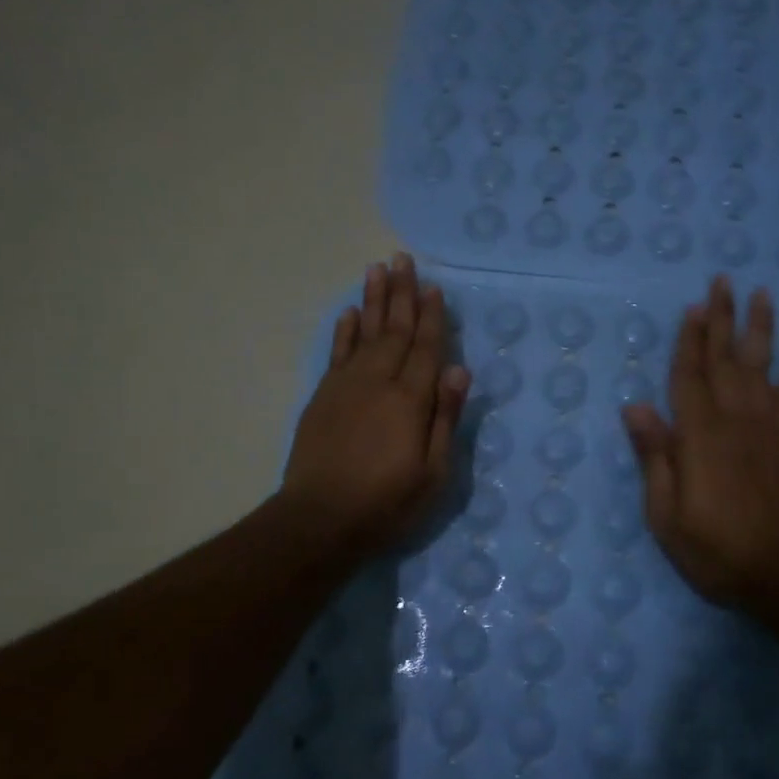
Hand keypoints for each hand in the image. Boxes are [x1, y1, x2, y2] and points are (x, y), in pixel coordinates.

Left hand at [281, 253, 469, 556]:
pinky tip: (350, 313)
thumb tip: (459, 370)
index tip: (435, 287)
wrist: (319, 519)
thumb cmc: (386, 503)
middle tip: (404, 259)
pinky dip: (345, 331)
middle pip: (394, 330)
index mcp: (410, 400)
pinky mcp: (323, 397)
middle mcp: (378, 382)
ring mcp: (346, 386)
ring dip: (373, 301)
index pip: (426, 348)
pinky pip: (337, 353)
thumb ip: (445, 418)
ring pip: (365, 333)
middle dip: (402, 294)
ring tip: (377, 269)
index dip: (432, 317)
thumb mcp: (433, 473)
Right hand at [622, 277, 778, 623]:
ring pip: (762, 367)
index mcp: (698, 436)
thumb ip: (654, 457)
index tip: (692, 307)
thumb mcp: (666, 515)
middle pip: (725, 361)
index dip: (688, 341)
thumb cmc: (717, 549)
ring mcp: (769, 428)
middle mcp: (734, 420)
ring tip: (761, 295)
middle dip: (722, 320)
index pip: (689, 377)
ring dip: (760, 329)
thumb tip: (635, 407)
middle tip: (723, 282)